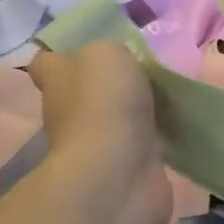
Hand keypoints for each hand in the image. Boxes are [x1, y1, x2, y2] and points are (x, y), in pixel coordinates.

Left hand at [28, 42, 170, 223]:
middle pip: (84, 92)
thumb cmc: (103, 104)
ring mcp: (97, 145)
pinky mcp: (126, 169)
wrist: (117, 173)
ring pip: (116, 120)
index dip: (62, 54)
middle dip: (108, 85)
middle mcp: (69, 113)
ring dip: (136, 112)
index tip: (91, 49)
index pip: (47, 62)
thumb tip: (116, 65)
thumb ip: (111, 53)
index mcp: (57, 80)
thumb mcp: (107, 53)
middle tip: (145, 72)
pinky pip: (141, 145)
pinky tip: (176, 126)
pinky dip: (155, 138)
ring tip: (168, 97)